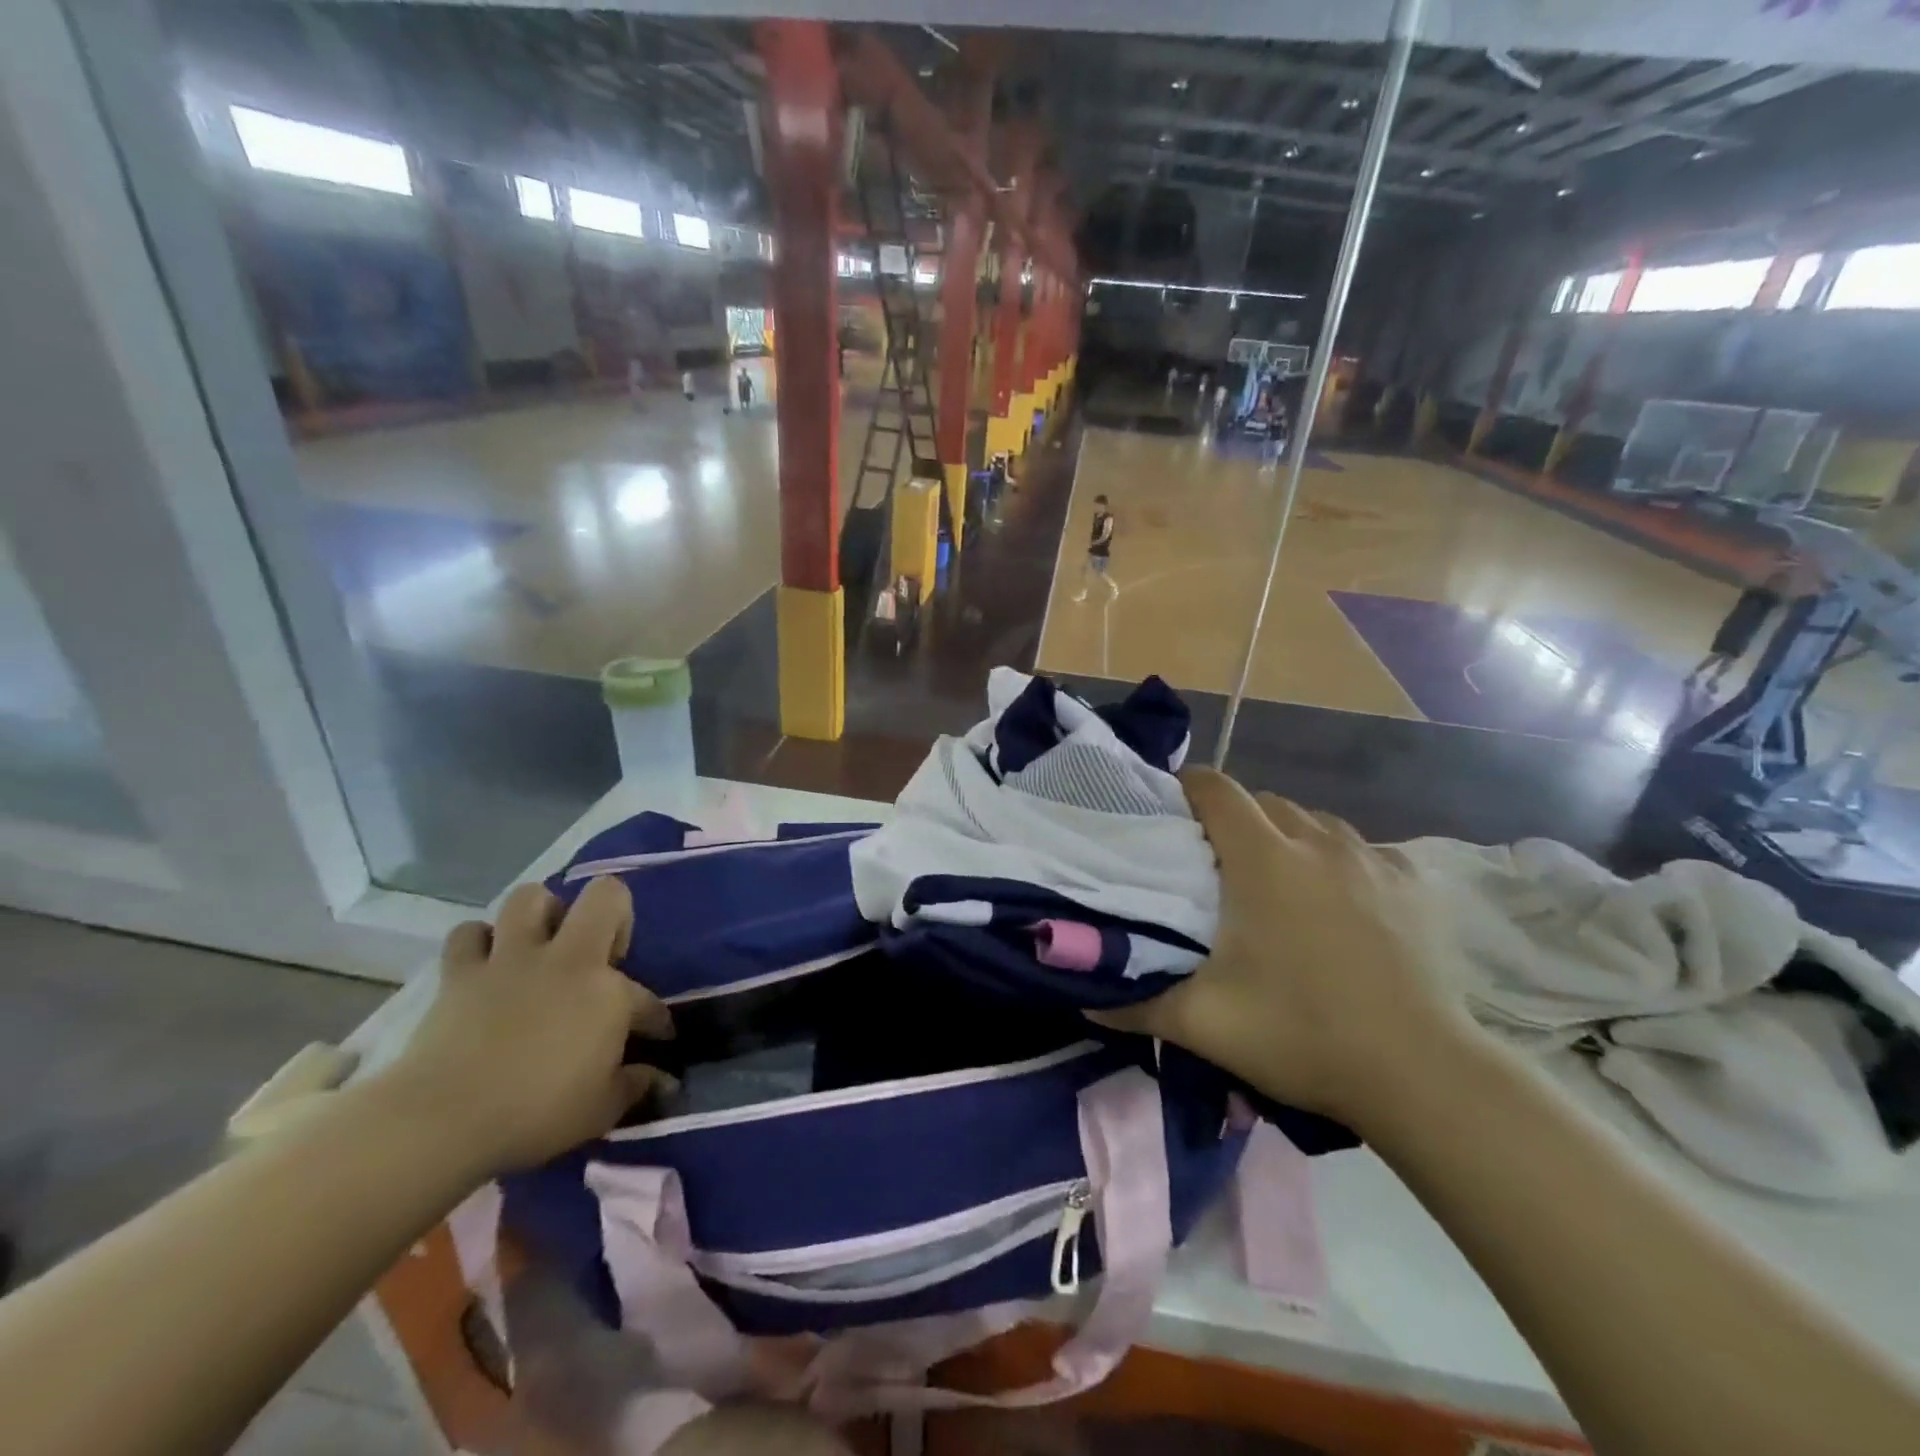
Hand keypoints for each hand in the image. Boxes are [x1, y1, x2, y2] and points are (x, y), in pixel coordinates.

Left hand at [382, 878, 676, 1176]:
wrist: (442, 1120)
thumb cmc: (535, 1115)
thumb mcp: (602, 1110)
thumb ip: (635, 1086)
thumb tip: (661, 1080)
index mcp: (609, 992)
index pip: (647, 999)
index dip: (656, 1020)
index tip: (657, 1039)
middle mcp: (567, 959)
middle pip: (603, 895)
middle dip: (613, 912)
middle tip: (602, 954)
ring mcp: (511, 960)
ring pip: (531, 898)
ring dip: (541, 915)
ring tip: (543, 945)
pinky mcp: (461, 973)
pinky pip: (468, 935)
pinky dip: (479, 944)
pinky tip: (487, 964)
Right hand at [1093, 770, 1482, 1125]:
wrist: (1421, 1075)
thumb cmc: (1302, 1034)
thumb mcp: (1203, 1023)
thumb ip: (1135, 1003)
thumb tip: (1085, 996)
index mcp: (1263, 858)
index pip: (1215, 788)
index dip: (1185, 789)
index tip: (1168, 814)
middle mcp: (1317, 841)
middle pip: (1262, 801)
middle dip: (1232, 819)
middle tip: (1214, 864)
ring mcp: (1370, 859)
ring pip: (1313, 820)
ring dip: (1285, 835)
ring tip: (1274, 879)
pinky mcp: (1411, 882)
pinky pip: (1361, 848)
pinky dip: (1338, 860)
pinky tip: (1338, 899)